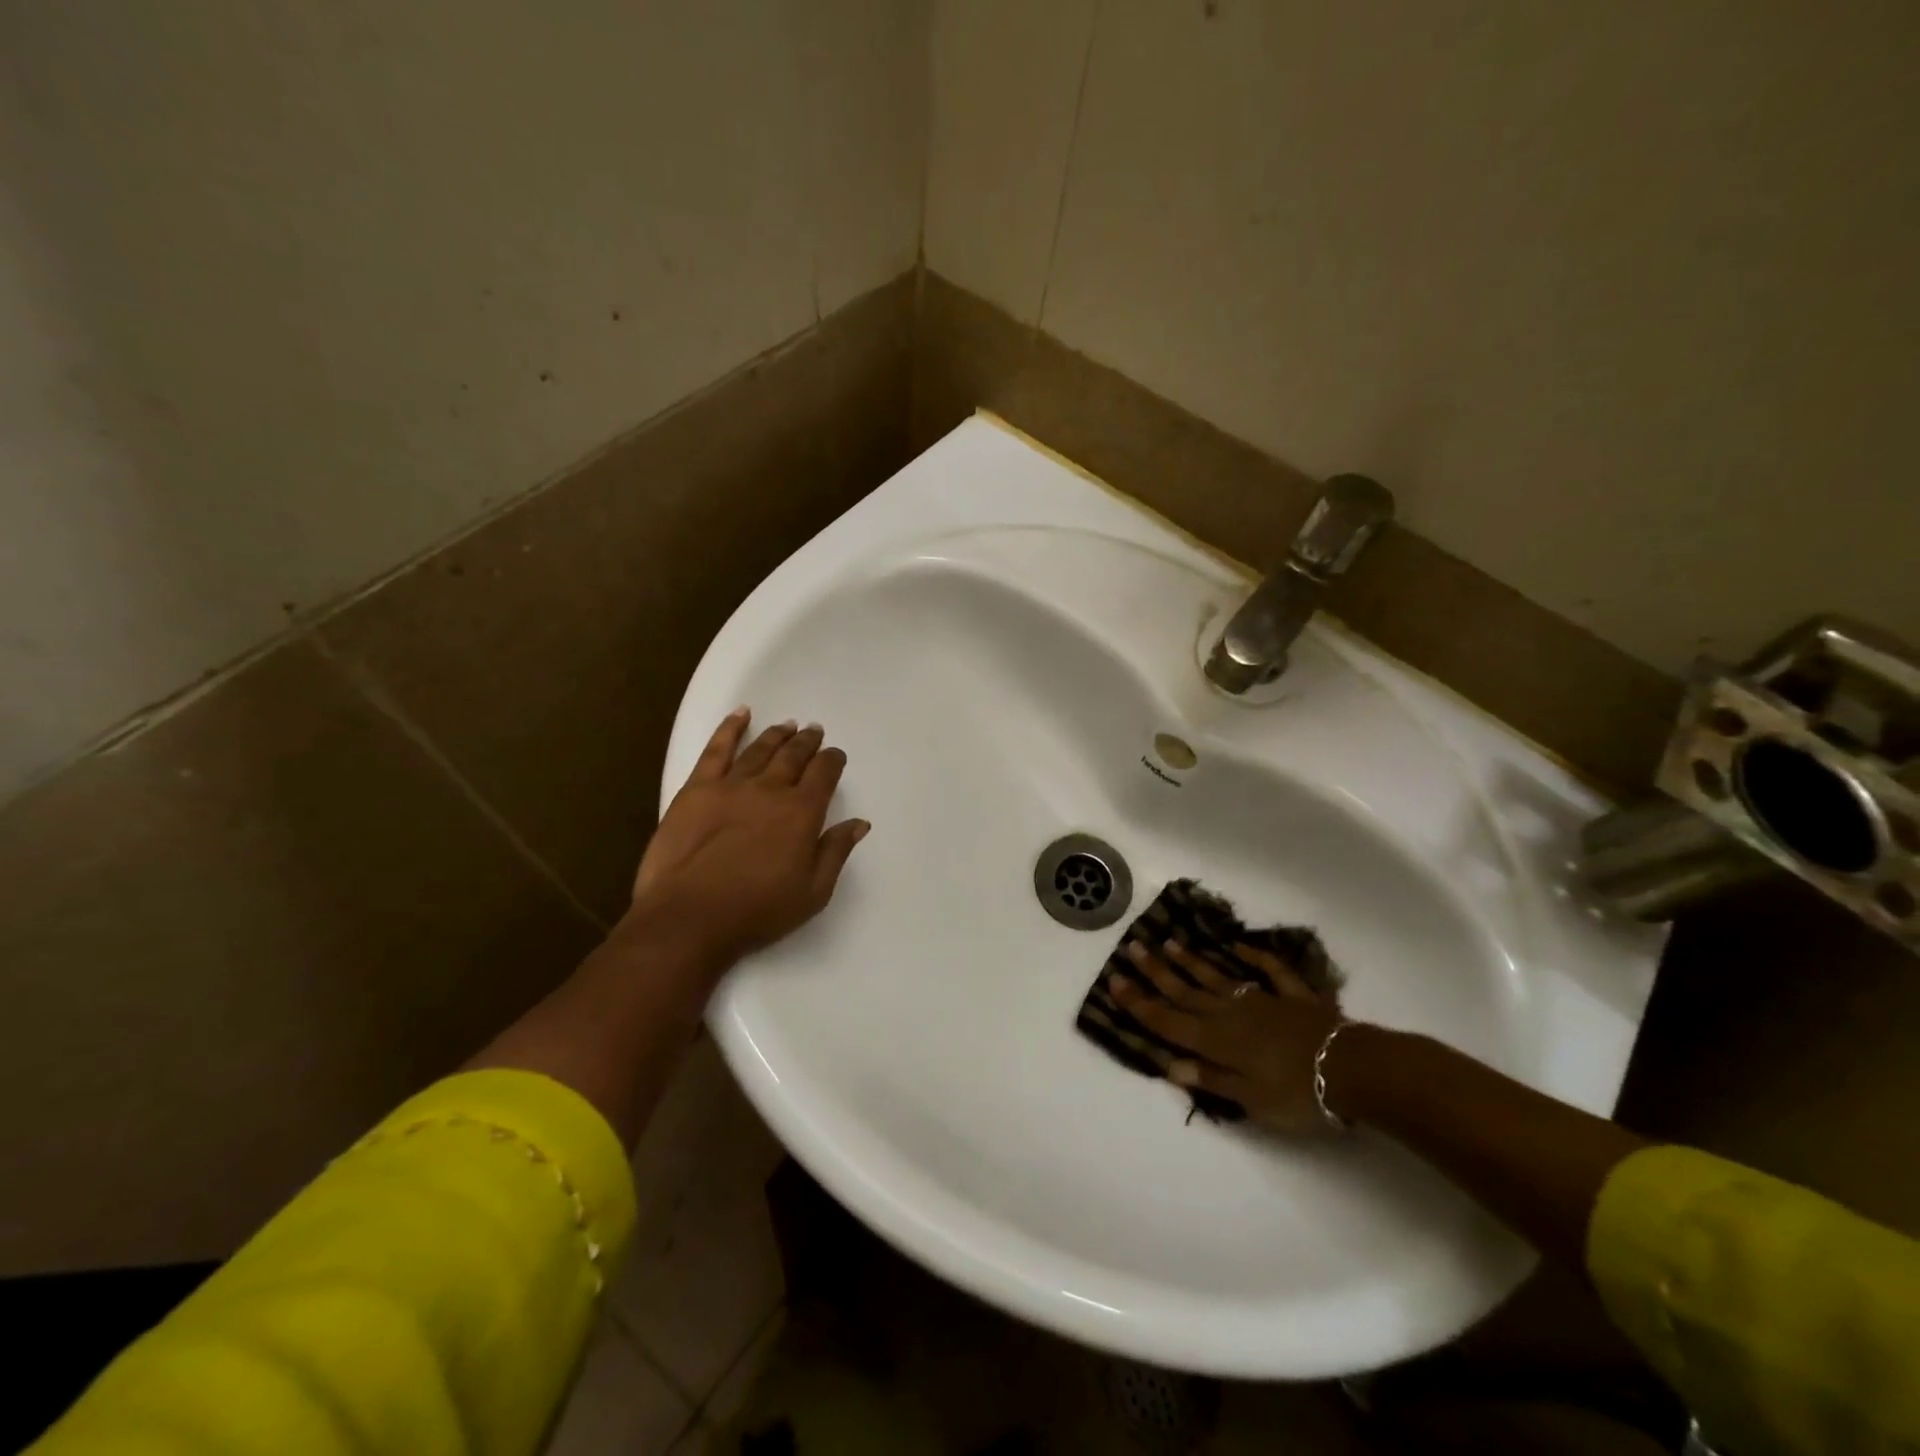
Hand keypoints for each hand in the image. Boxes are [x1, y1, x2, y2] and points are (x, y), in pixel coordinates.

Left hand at [631, 709, 868, 962]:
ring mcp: (731, 785)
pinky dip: (731, 728)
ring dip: (777, 734)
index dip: (833, 761)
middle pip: (794, 756)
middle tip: (814, 732)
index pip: (824, 774)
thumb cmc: (757, 911)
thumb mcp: (812, 892)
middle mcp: (771, 789)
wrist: (690, 916)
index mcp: (802, 812)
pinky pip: (717, 749)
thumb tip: (859, 822)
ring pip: (760, 749)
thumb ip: (836, 852)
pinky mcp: (697, 789)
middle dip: (807, 742)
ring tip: (788, 725)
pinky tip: (741, 715)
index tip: (836, 756)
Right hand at [1110, 939, 1345, 1134]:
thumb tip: (1170, 1065)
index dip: (1140, 1003)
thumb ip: (1211, 1079)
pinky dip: (1254, 956)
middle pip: (1186, 992)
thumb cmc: (1298, 1093)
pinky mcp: (1292, 997)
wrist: (1353, 1070)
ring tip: (1169, 942)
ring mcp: (1262, 1000)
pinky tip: (1238, 946)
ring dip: (1192, 961)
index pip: (1168, 1021)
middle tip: (1133, 948)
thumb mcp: (1251, 1099)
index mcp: (1217, 1041)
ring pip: (1218, 977)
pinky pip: (1269, 971)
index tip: (1115, 981)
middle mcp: (1231, 1014)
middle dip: (1157, 972)